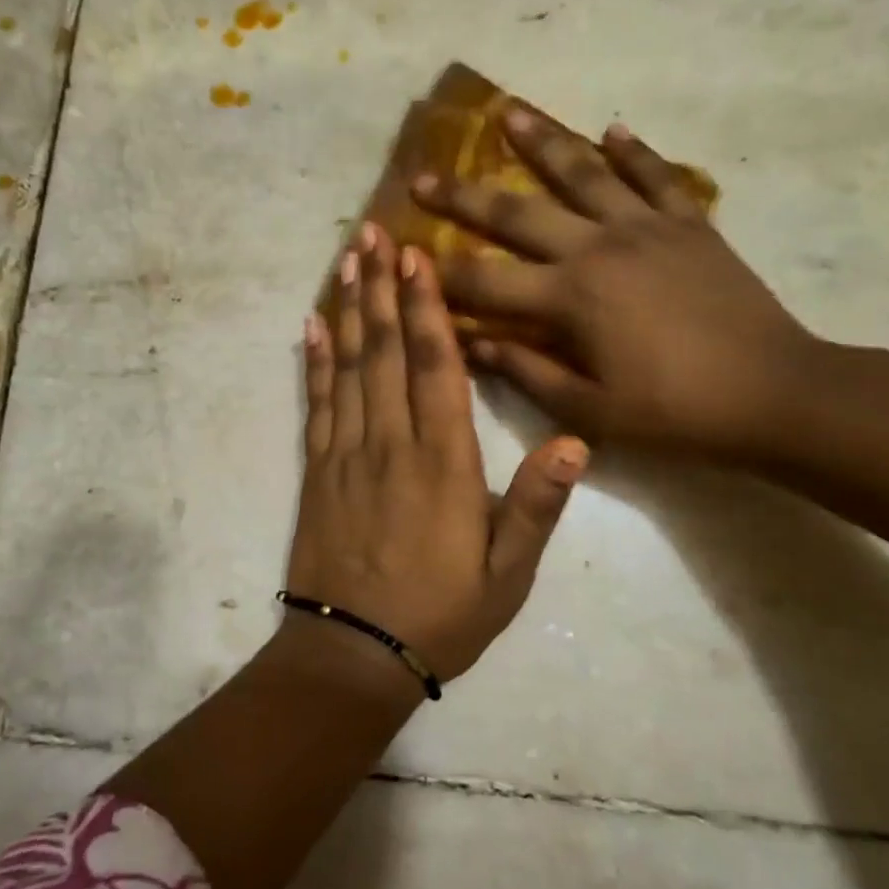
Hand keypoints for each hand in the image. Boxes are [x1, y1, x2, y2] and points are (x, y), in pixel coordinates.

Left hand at [286, 223, 587, 681]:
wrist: (353, 655)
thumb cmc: (441, 615)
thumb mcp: (507, 574)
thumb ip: (537, 505)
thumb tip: (577, 440)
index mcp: (443, 463)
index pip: (436, 367)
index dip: (426, 307)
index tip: (416, 256)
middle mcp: (391, 444)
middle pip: (385, 351)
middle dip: (381, 288)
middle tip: (372, 232)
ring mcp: (346, 454)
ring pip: (348, 367)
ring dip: (348, 310)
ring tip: (345, 260)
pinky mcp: (317, 472)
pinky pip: (316, 404)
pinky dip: (313, 362)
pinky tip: (310, 327)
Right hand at [414, 110, 815, 460]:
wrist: (775, 394)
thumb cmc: (674, 412)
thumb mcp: (589, 410)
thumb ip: (526, 372)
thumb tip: (471, 344)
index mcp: (570, 298)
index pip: (485, 281)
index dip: (439, 272)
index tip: (402, 255)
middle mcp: (598, 248)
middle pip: (518, 213)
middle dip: (463, 196)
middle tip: (422, 176)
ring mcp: (647, 227)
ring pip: (584, 173)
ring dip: (542, 142)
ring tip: (509, 112)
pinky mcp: (690, 224)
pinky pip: (656, 176)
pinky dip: (633, 151)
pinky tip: (612, 129)